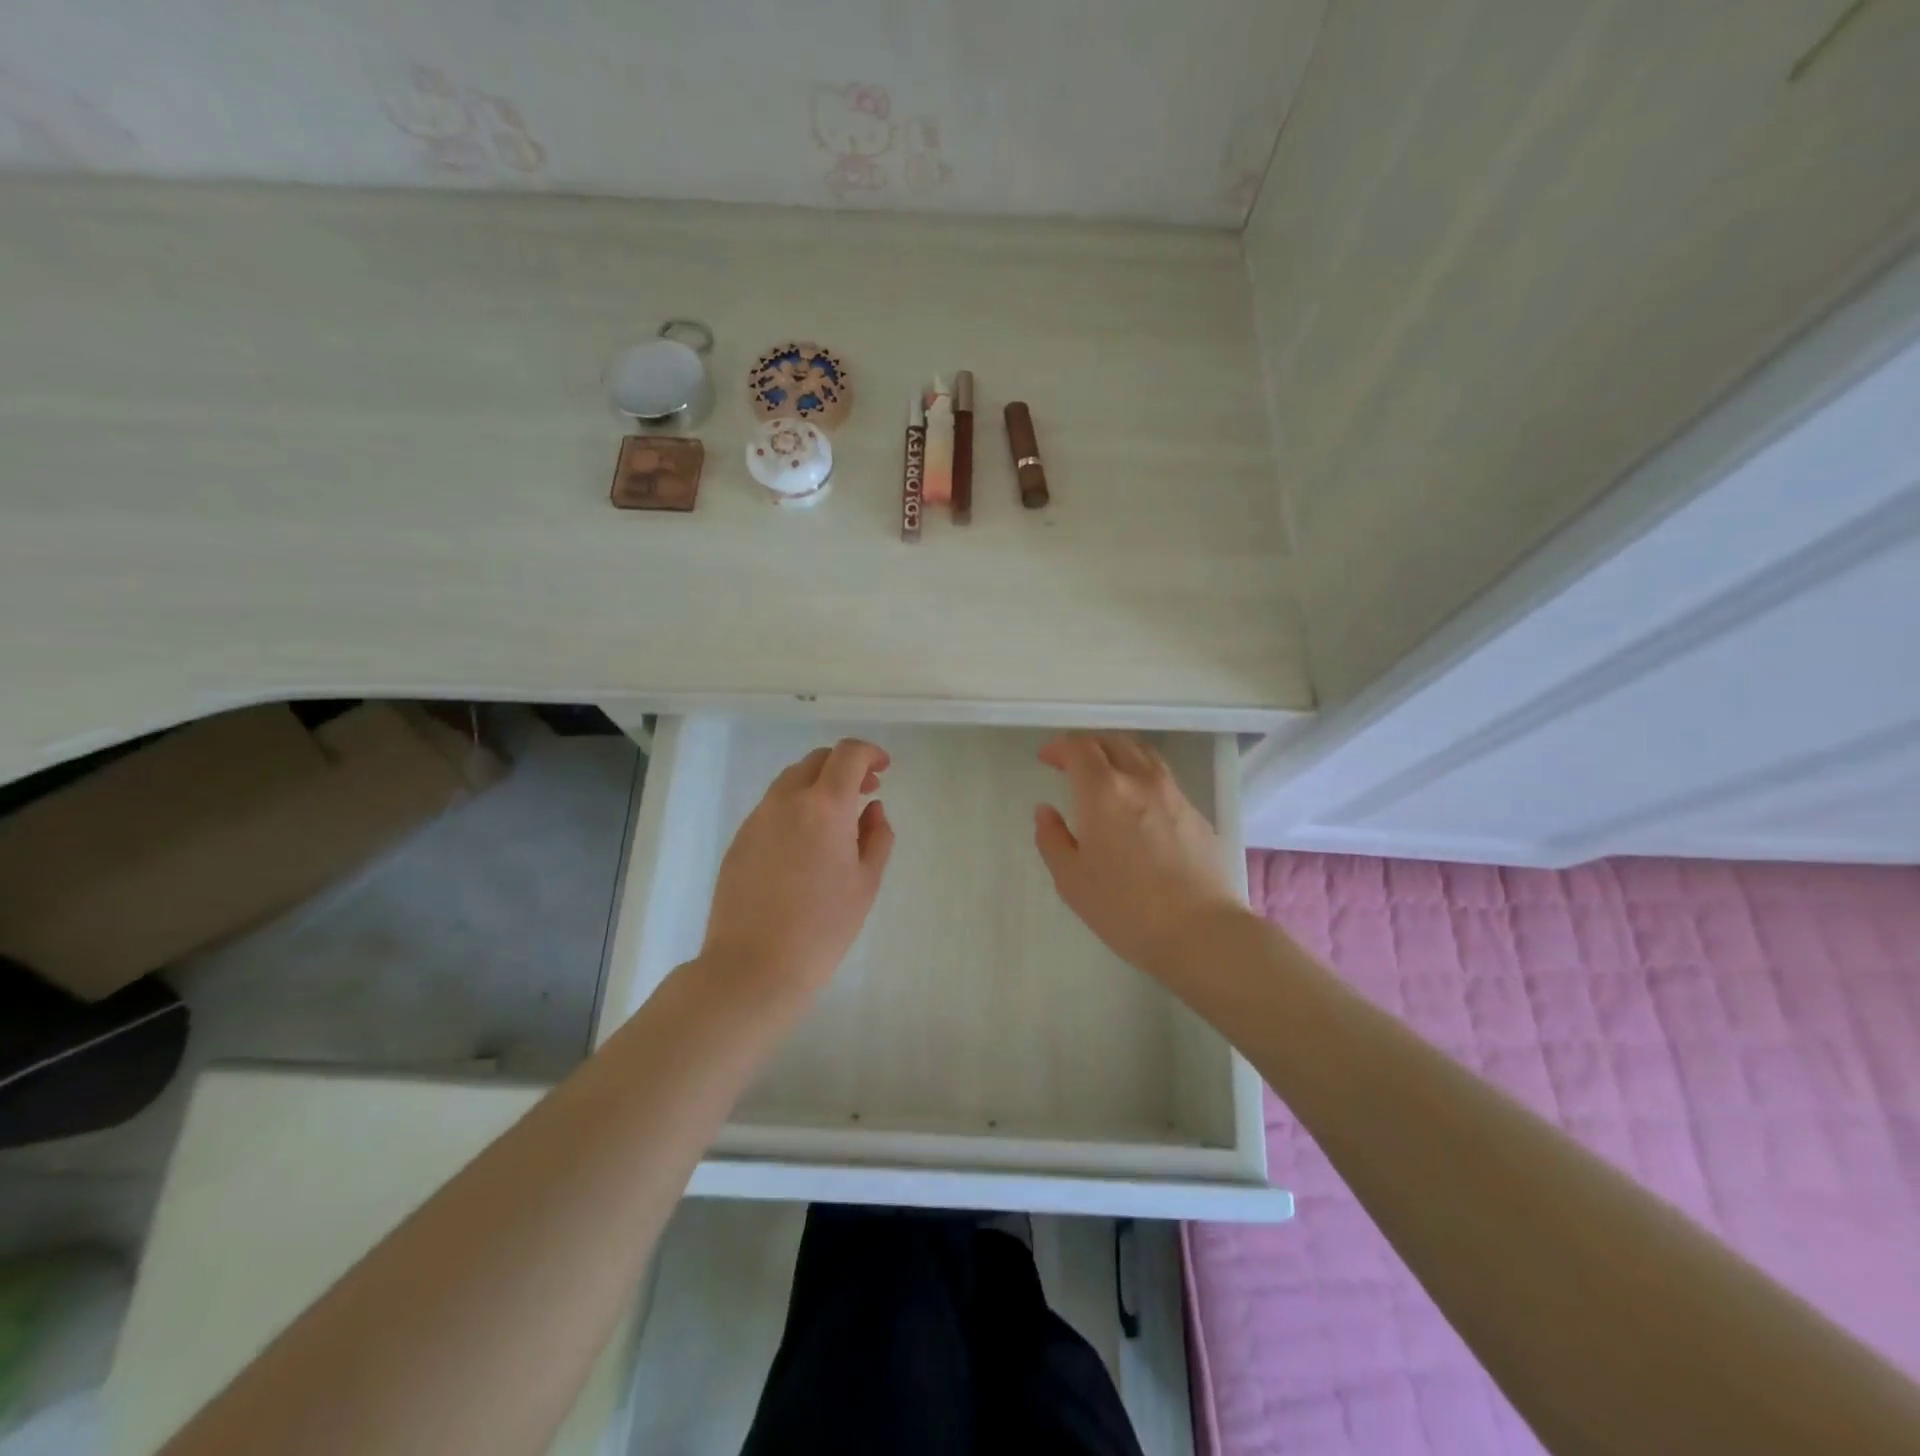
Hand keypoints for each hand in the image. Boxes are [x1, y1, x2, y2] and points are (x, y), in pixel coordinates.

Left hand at [701, 738, 894, 998]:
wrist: (753, 966)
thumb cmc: (823, 927)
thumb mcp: (866, 883)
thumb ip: (876, 836)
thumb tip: (872, 809)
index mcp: (824, 806)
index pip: (848, 755)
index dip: (870, 753)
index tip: (884, 769)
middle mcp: (786, 801)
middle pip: (817, 760)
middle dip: (845, 767)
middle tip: (866, 791)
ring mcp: (757, 819)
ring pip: (790, 781)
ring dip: (818, 786)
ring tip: (836, 819)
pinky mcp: (739, 840)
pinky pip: (772, 808)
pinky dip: (795, 808)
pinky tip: (805, 844)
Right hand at [1034, 734, 1244, 980]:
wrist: (1200, 931)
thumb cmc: (1125, 908)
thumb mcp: (1071, 880)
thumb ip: (1052, 838)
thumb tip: (1045, 810)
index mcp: (1103, 792)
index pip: (1079, 748)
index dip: (1059, 747)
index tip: (1047, 759)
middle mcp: (1140, 780)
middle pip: (1113, 742)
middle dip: (1087, 746)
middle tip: (1071, 763)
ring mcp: (1173, 793)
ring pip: (1142, 754)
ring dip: (1117, 753)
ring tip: (1105, 773)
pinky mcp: (1195, 811)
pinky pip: (1163, 776)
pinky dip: (1141, 774)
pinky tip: (1136, 801)